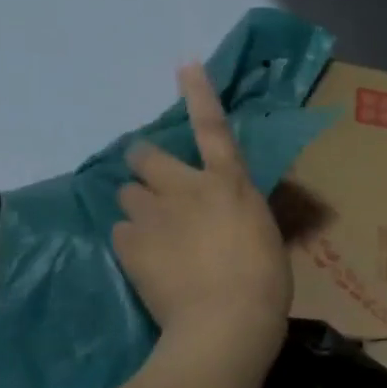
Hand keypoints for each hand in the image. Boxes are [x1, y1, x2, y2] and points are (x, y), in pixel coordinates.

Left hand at [113, 63, 289, 368]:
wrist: (226, 322)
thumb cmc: (264, 281)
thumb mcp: (263, 235)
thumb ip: (240, 213)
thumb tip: (229, 213)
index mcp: (230, 184)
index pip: (213, 128)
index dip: (199, 94)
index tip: (184, 65)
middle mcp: (187, 189)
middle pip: (145, 156)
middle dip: (145, 163)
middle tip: (155, 184)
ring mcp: (154, 216)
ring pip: (128, 194)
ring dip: (140, 206)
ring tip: (155, 233)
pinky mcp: (129, 246)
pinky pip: (121, 233)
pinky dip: (132, 241)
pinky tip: (148, 261)